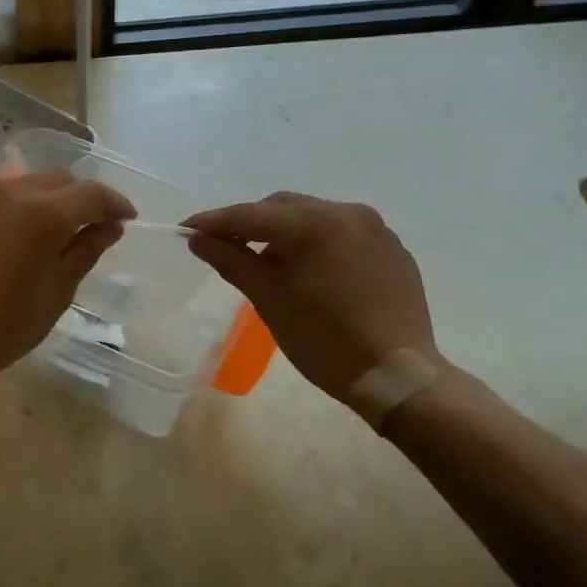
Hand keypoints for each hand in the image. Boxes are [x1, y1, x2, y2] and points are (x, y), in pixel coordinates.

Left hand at [0, 171, 135, 384]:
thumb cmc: (4, 326)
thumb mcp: (57, 292)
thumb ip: (87, 251)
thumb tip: (111, 226)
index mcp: (44, 213)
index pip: (91, 194)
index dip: (114, 204)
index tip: (126, 218)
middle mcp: (9, 192)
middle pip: (57, 180)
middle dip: (79, 198)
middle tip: (89, 225)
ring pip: (21, 185)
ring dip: (42, 201)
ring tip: (45, 232)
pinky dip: (6, 212)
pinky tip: (3, 241)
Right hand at [185, 192, 442, 407]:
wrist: (399, 377)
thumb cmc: (325, 341)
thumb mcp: (270, 301)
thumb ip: (233, 262)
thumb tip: (199, 239)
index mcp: (314, 223)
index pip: (251, 215)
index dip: (215, 221)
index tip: (186, 229)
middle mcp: (347, 213)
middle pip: (284, 208)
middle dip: (251, 224)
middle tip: (226, 247)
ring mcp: (375, 228)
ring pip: (314, 218)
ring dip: (286, 233)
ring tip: (270, 263)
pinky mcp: (392, 248)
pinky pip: (343, 233)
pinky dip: (318, 243)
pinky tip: (312, 272)